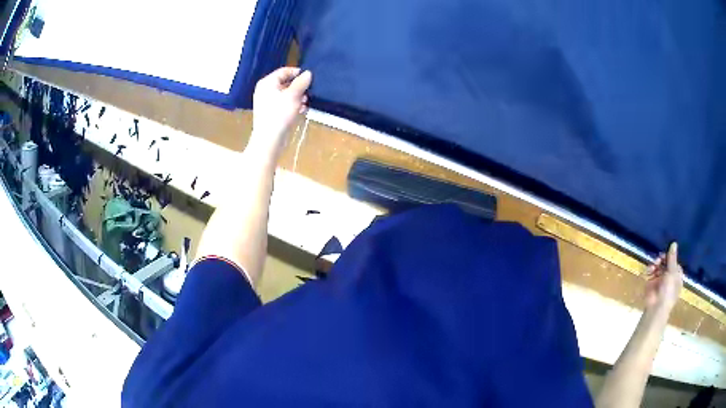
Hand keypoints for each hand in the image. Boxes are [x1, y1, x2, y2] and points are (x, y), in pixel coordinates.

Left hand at [249, 67, 311, 159]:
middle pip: (284, 83)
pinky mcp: (270, 113)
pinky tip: (300, 110)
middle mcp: (265, 90)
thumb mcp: (293, 95)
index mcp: (267, 83)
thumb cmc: (280, 114)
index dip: (297, 72)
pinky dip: (292, 105)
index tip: (309, 77)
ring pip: (285, 94)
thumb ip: (301, 82)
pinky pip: (283, 104)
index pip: (284, 71)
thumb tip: (308, 73)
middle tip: (309, 91)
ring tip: (305, 102)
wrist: (269, 139)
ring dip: (297, 97)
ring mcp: (267, 102)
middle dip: (298, 87)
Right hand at [644, 243, 683, 311]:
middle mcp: (669, 277)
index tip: (665, 255)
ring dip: (655, 265)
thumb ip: (672, 258)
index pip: (674, 262)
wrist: (656, 308)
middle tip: (657, 261)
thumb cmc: (668, 291)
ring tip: (652, 267)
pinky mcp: (651, 284)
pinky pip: (650, 273)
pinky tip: (648, 271)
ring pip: (658, 267)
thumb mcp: (672, 272)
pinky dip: (649, 271)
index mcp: (676, 276)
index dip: (670, 258)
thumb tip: (674, 242)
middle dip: (661, 261)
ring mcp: (660, 281)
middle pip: (665, 264)